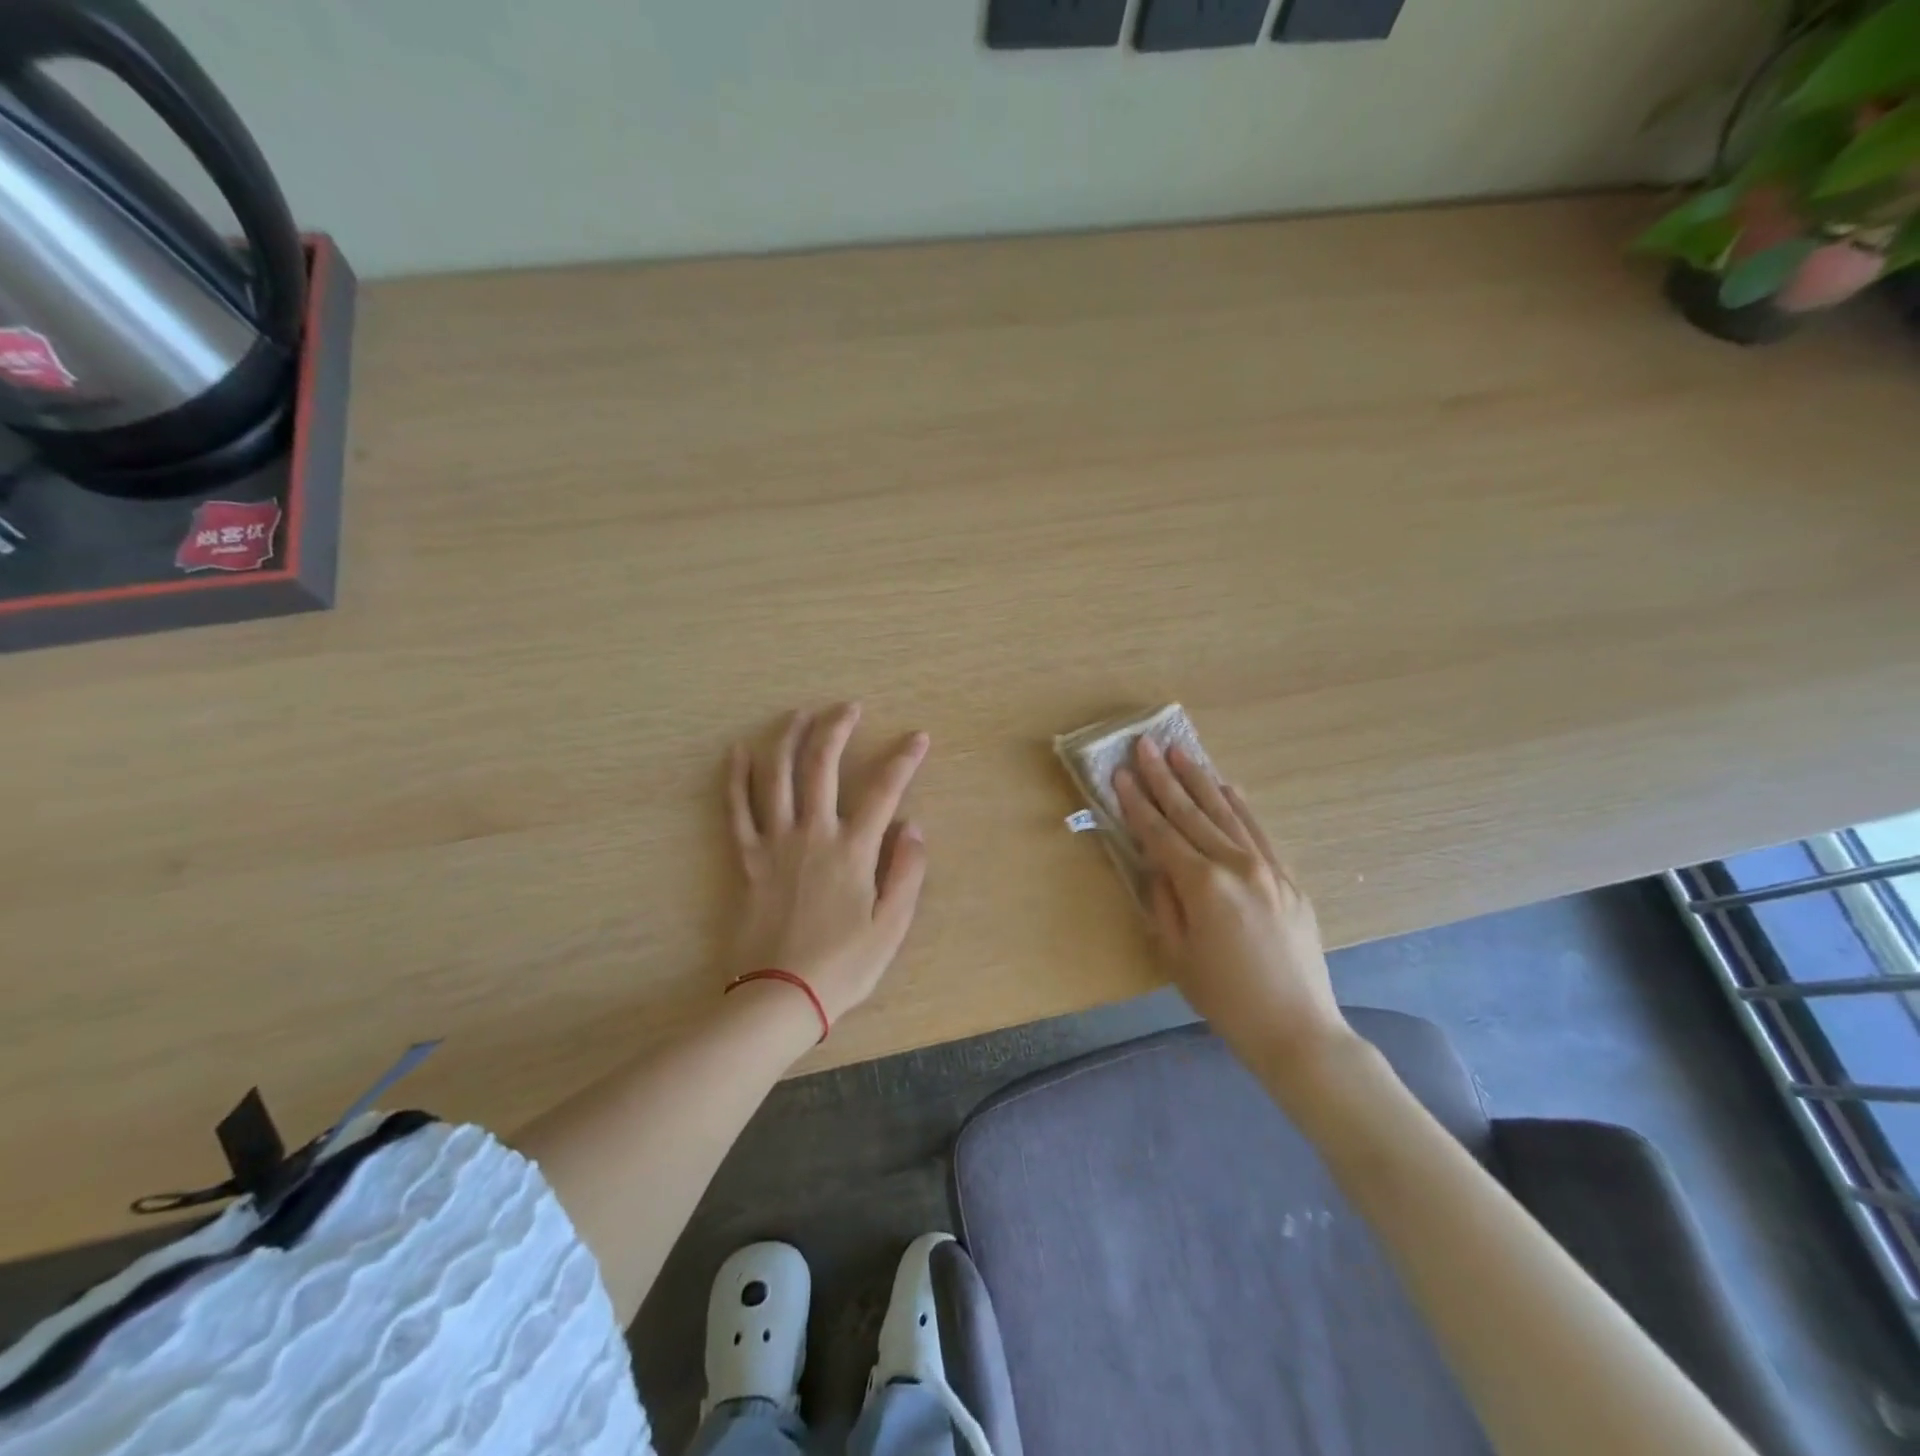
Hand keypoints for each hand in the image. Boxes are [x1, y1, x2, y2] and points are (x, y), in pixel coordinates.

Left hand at [726, 704, 929, 1028]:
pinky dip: (736, 778)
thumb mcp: (892, 926)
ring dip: (788, 739)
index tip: (917, 737)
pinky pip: (737, 810)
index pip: (884, 791)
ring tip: (799, 714)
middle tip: (848, 707)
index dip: (904, 759)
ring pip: (777, 776)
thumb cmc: (843, 965)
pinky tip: (738, 752)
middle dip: (837, 729)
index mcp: (854, 850)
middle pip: (822, 766)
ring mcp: (775, 843)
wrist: (780, 995)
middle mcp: (813, 834)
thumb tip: (914, 826)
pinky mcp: (747, 859)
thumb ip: (907, 872)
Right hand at [1115, 737, 1352, 1080]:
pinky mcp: (1288, 877)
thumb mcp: (1176, 954)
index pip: (1160, 833)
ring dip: (1199, 780)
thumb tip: (1156, 863)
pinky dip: (1238, 805)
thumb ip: (1162, 901)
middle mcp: (1236, 865)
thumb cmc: (1224, 998)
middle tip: (1145, 745)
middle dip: (1163, 777)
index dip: (1136, 803)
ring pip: (1226, 812)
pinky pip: (1258, 830)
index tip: (1119, 773)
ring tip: (1180, 751)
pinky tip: (1225, 786)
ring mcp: (1267, 867)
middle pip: (1191, 813)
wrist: (1296, 1028)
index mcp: (1203, 885)